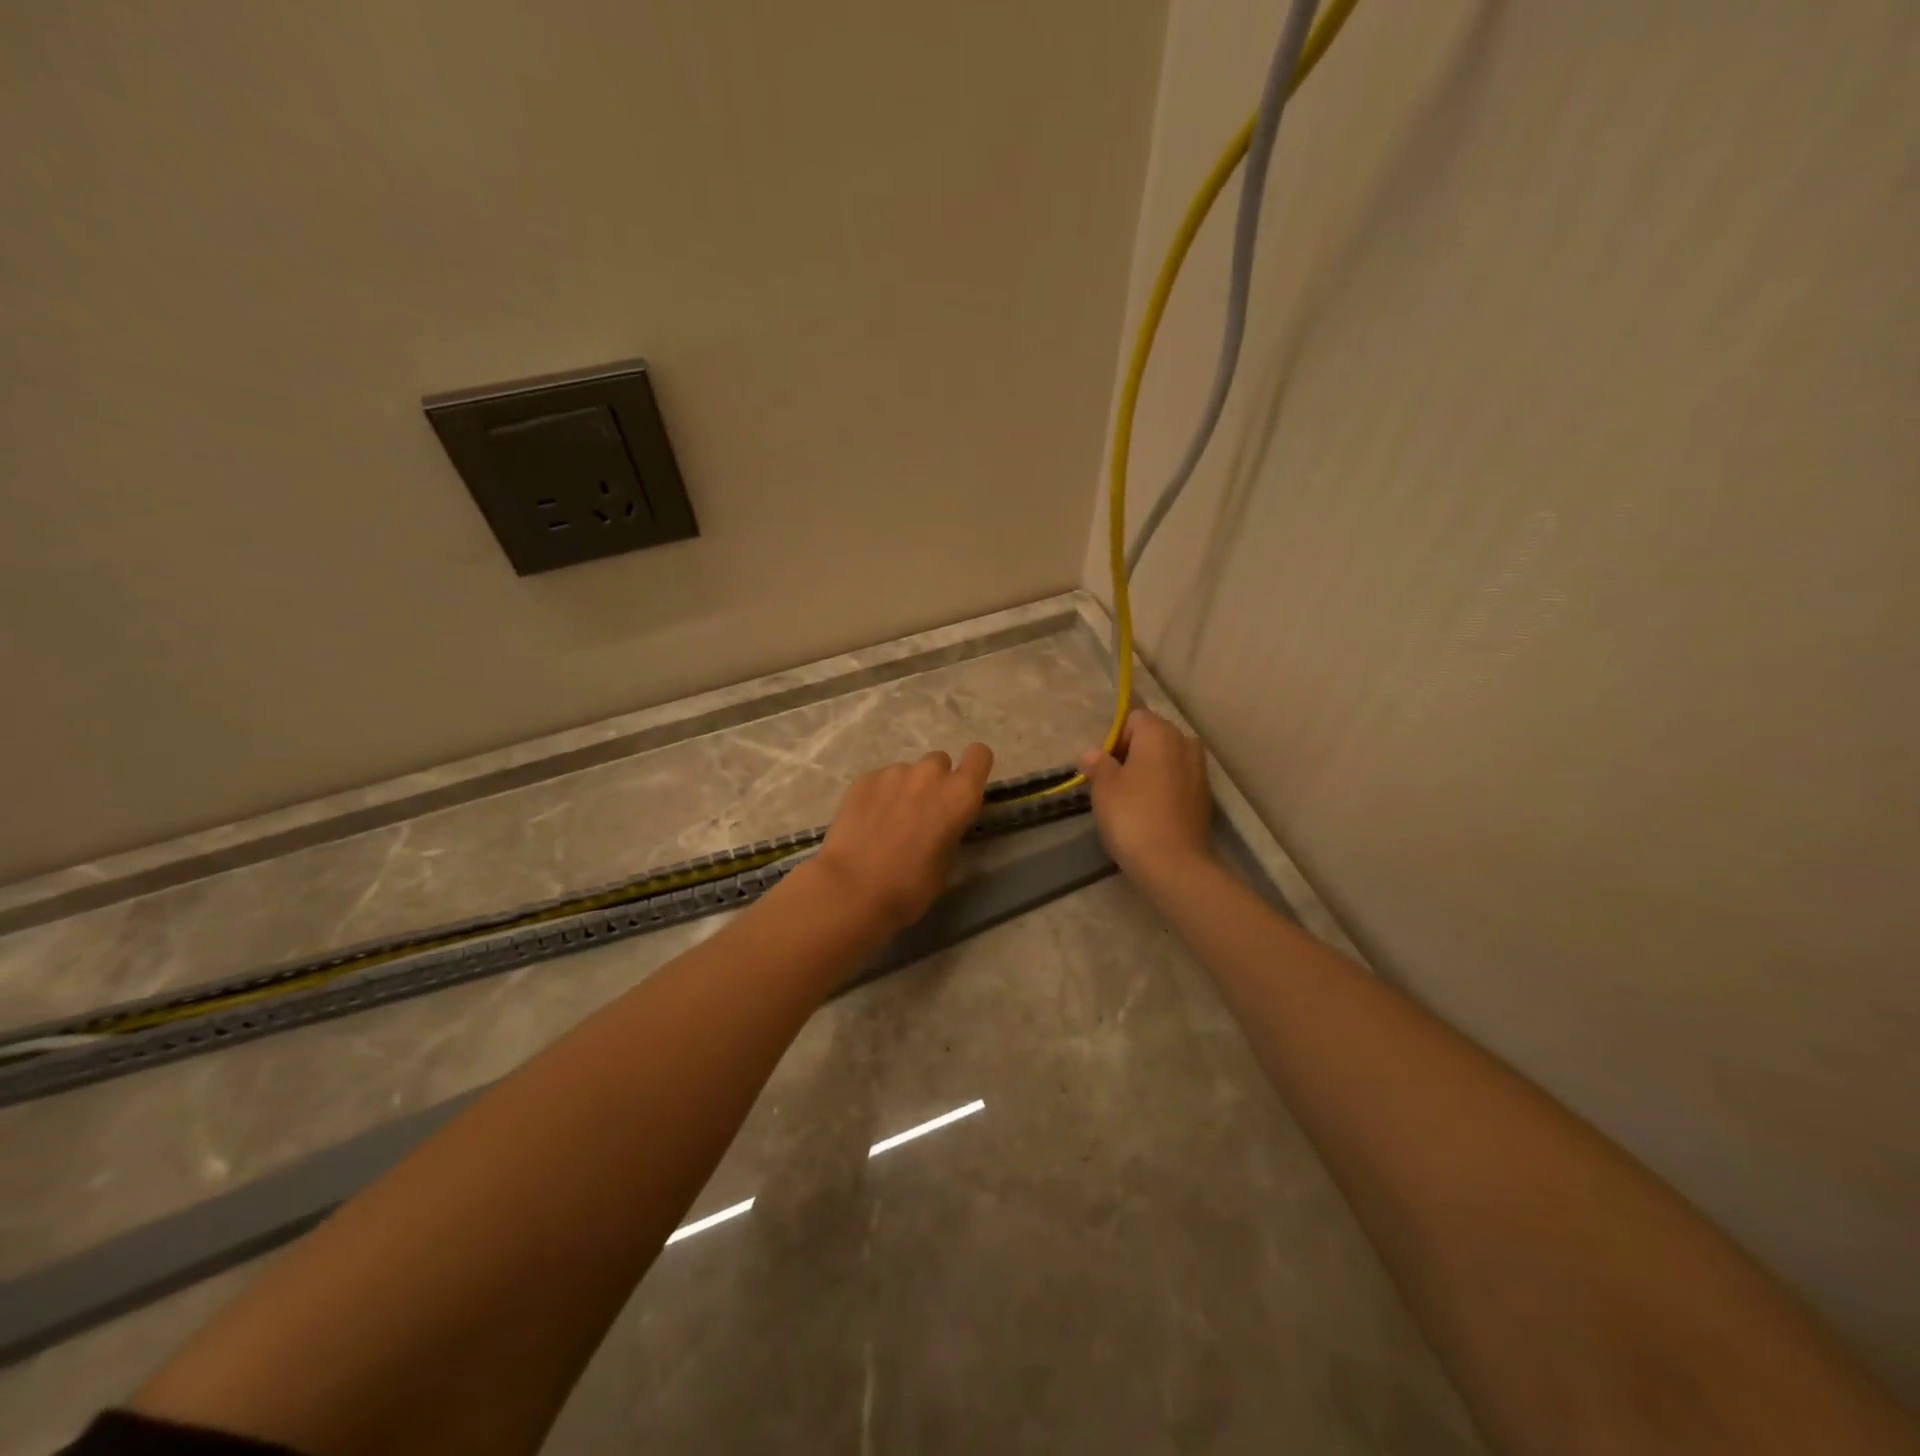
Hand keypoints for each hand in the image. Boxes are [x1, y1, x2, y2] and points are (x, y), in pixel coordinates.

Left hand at [812, 744, 993, 935]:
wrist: (852, 889)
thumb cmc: (910, 887)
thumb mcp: (946, 862)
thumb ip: (950, 829)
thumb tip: (940, 823)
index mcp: (960, 795)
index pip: (979, 755)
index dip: (973, 768)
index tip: (963, 788)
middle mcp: (930, 774)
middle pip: (939, 763)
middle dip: (934, 782)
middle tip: (921, 812)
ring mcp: (894, 772)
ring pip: (907, 772)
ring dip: (905, 789)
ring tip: (888, 821)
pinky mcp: (864, 779)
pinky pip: (880, 780)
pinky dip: (878, 795)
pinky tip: (866, 822)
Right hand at [1077, 710, 1212, 883]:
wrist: (1172, 863)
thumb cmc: (1131, 816)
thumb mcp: (1104, 787)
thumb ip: (1098, 764)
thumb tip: (1092, 754)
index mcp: (1159, 733)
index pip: (1133, 718)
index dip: (1115, 738)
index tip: (1103, 766)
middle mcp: (1185, 743)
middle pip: (1154, 736)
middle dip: (1133, 752)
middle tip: (1113, 781)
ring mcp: (1200, 770)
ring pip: (1168, 759)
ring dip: (1150, 770)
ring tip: (1131, 797)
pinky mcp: (1205, 796)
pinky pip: (1179, 780)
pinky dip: (1164, 787)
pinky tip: (1150, 811)